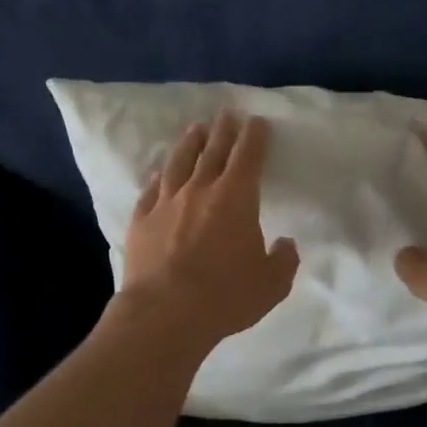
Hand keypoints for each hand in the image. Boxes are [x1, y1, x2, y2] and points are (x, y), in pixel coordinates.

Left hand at [114, 112, 299, 353]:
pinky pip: (151, 190)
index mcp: (236, 198)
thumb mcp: (271, 284)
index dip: (254, 137)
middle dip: (223, 130)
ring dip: (189, 144)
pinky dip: (158, 178)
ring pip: (179, 163)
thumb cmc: (226, 296)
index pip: (248, 156)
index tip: (257, 122)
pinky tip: (159, 173)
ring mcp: (166, 203)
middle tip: (227, 113)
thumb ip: (282, 260)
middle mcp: (200, 190)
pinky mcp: (141, 220)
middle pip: (213, 151)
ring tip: (195, 129)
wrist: (165, 312)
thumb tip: (285, 244)